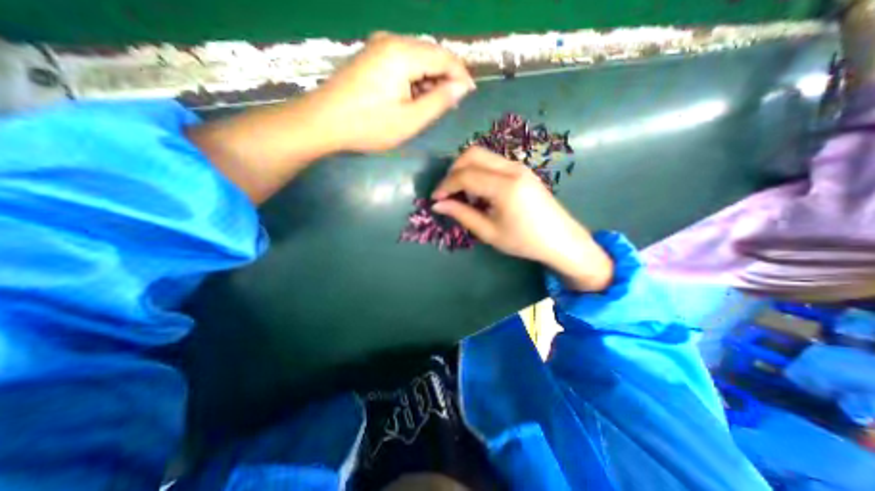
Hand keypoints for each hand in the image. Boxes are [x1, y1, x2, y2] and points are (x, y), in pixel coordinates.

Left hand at [305, 32, 474, 151]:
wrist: (323, 122)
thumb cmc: (369, 125)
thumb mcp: (410, 120)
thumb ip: (439, 101)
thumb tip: (462, 87)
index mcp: (403, 53)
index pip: (444, 56)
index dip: (461, 75)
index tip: (470, 95)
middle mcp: (392, 40)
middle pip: (431, 54)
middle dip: (445, 78)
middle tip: (450, 105)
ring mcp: (379, 46)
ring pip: (417, 59)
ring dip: (430, 80)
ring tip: (432, 105)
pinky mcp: (371, 57)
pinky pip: (403, 63)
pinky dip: (414, 79)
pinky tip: (413, 98)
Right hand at [431, 145, 609, 291]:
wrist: (560, 239)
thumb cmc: (524, 241)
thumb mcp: (489, 232)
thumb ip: (462, 214)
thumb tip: (438, 205)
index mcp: (504, 186)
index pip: (465, 175)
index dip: (445, 185)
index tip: (435, 198)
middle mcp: (512, 169)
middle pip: (472, 154)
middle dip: (454, 170)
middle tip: (447, 192)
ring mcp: (519, 166)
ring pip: (483, 154)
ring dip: (466, 169)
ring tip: (461, 193)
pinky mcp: (522, 170)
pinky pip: (493, 162)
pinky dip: (478, 170)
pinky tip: (478, 190)